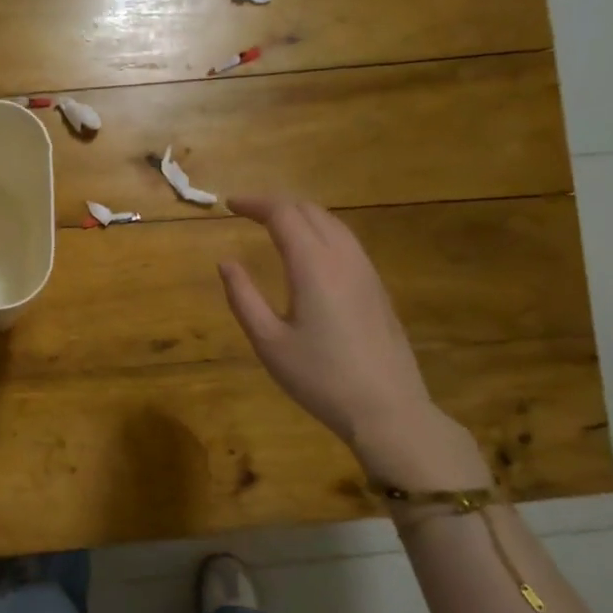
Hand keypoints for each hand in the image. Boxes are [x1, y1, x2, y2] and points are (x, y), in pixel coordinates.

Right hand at [218, 196, 487, 487]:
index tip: (230, 205)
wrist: (386, 408)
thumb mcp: (268, 342)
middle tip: (247, 212)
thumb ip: (243, 297)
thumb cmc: (319, 377)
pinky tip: (309, 253)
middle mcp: (343, 257)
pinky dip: (320, 232)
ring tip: (275, 225)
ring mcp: (366, 271)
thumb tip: (226, 262)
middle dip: (277, 204)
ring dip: (301, 215)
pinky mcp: (377, 288)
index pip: (283, 214)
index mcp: (313, 265)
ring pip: (333, 223)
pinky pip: (347, 242)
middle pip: (311, 211)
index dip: (255, 203)